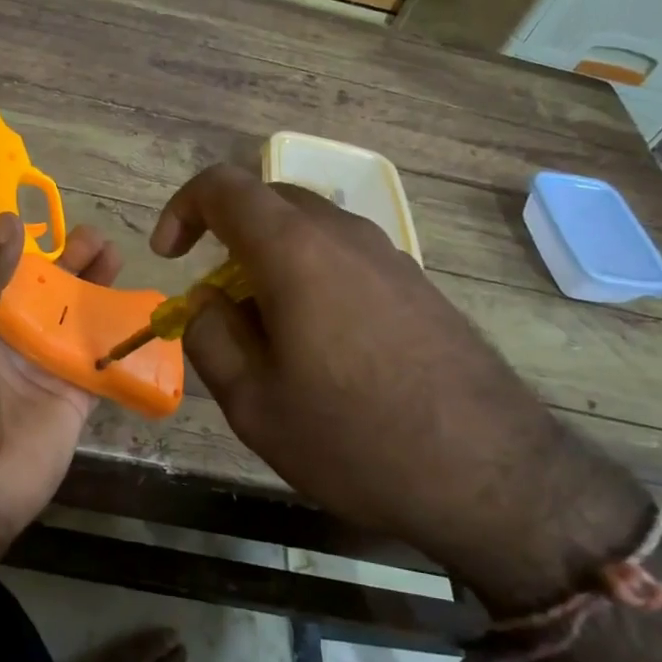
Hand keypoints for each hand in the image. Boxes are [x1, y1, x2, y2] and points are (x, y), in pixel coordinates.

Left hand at [0, 214, 122, 561]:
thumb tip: (9, 222)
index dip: (20, 243)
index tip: (45, 212)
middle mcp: (9, 337)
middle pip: (45, 289)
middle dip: (69, 261)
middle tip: (95, 237)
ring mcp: (44, 365)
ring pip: (76, 316)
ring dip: (96, 287)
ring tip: (116, 255)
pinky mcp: (75, 394)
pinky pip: (101, 358)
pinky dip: (120, 335)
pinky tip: (140, 308)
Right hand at [153, 165, 649, 609]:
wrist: (489, 474)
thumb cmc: (353, 439)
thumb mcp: (253, 403)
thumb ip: (210, 337)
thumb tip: (207, 303)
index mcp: (295, 250)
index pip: (224, 187)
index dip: (183, 209)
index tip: (171, 256)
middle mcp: (344, 235)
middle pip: (269, 201)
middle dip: (226, 237)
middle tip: (215, 300)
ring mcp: (389, 256)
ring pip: (310, 230)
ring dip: (270, 261)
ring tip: (267, 332)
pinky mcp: (418, 284)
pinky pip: (345, 257)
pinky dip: (311, 277)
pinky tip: (322, 345)